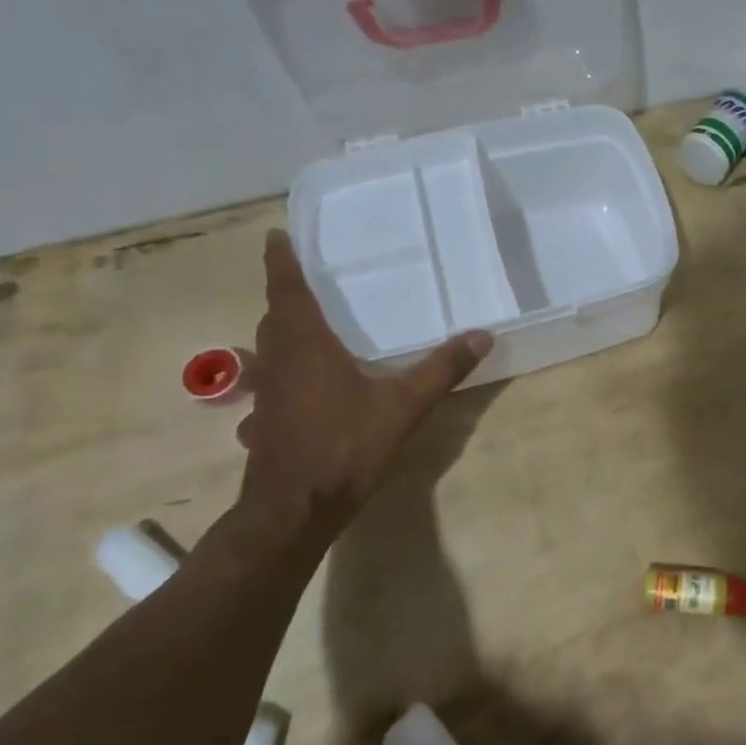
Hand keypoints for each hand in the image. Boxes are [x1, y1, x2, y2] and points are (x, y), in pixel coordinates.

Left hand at [238, 230, 491, 523]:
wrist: (295, 509)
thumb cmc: (345, 446)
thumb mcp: (405, 405)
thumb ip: (442, 369)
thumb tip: (482, 335)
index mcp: (305, 346)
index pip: (287, 291)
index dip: (280, 262)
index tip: (275, 235)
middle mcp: (278, 363)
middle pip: (274, 319)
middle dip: (285, 297)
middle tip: (304, 281)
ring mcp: (265, 396)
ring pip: (267, 353)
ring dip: (280, 335)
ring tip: (303, 330)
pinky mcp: (263, 424)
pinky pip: (268, 387)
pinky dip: (279, 377)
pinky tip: (296, 394)